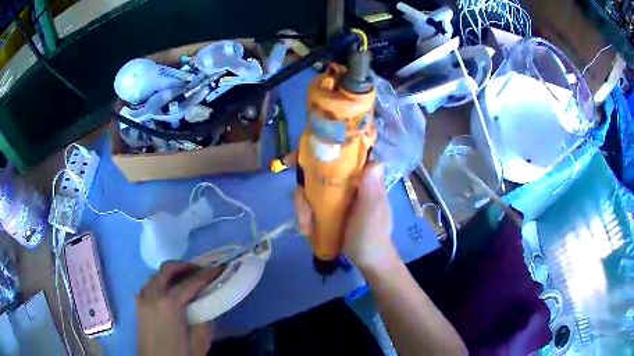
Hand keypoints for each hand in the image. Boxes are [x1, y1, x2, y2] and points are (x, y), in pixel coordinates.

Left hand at [137, 261, 222, 355]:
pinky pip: (150, 284)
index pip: (190, 282)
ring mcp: (143, 298)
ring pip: (156, 275)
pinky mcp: (138, 304)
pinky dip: (161, 281)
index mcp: (170, 305)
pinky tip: (169, 292)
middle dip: (186, 266)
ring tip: (187, 280)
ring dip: (172, 273)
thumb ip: (205, 322)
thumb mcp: (199, 344)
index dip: (206, 274)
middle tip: (201, 271)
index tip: (219, 268)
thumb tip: (209, 304)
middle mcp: (153, 295)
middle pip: (168, 270)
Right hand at [295, 162, 398, 269]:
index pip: (338, 153)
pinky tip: (307, 230)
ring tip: (306, 226)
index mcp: (361, 176)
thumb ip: (373, 190)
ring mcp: (336, 196)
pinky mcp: (328, 209)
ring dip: (303, 208)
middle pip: (316, 172)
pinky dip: (305, 216)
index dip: (316, 151)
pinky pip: (310, 205)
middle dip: (303, 189)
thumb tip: (374, 161)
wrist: (368, 260)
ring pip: (310, 190)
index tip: (295, 159)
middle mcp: (346, 181)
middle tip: (302, 211)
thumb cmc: (373, 235)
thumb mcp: (373, 213)